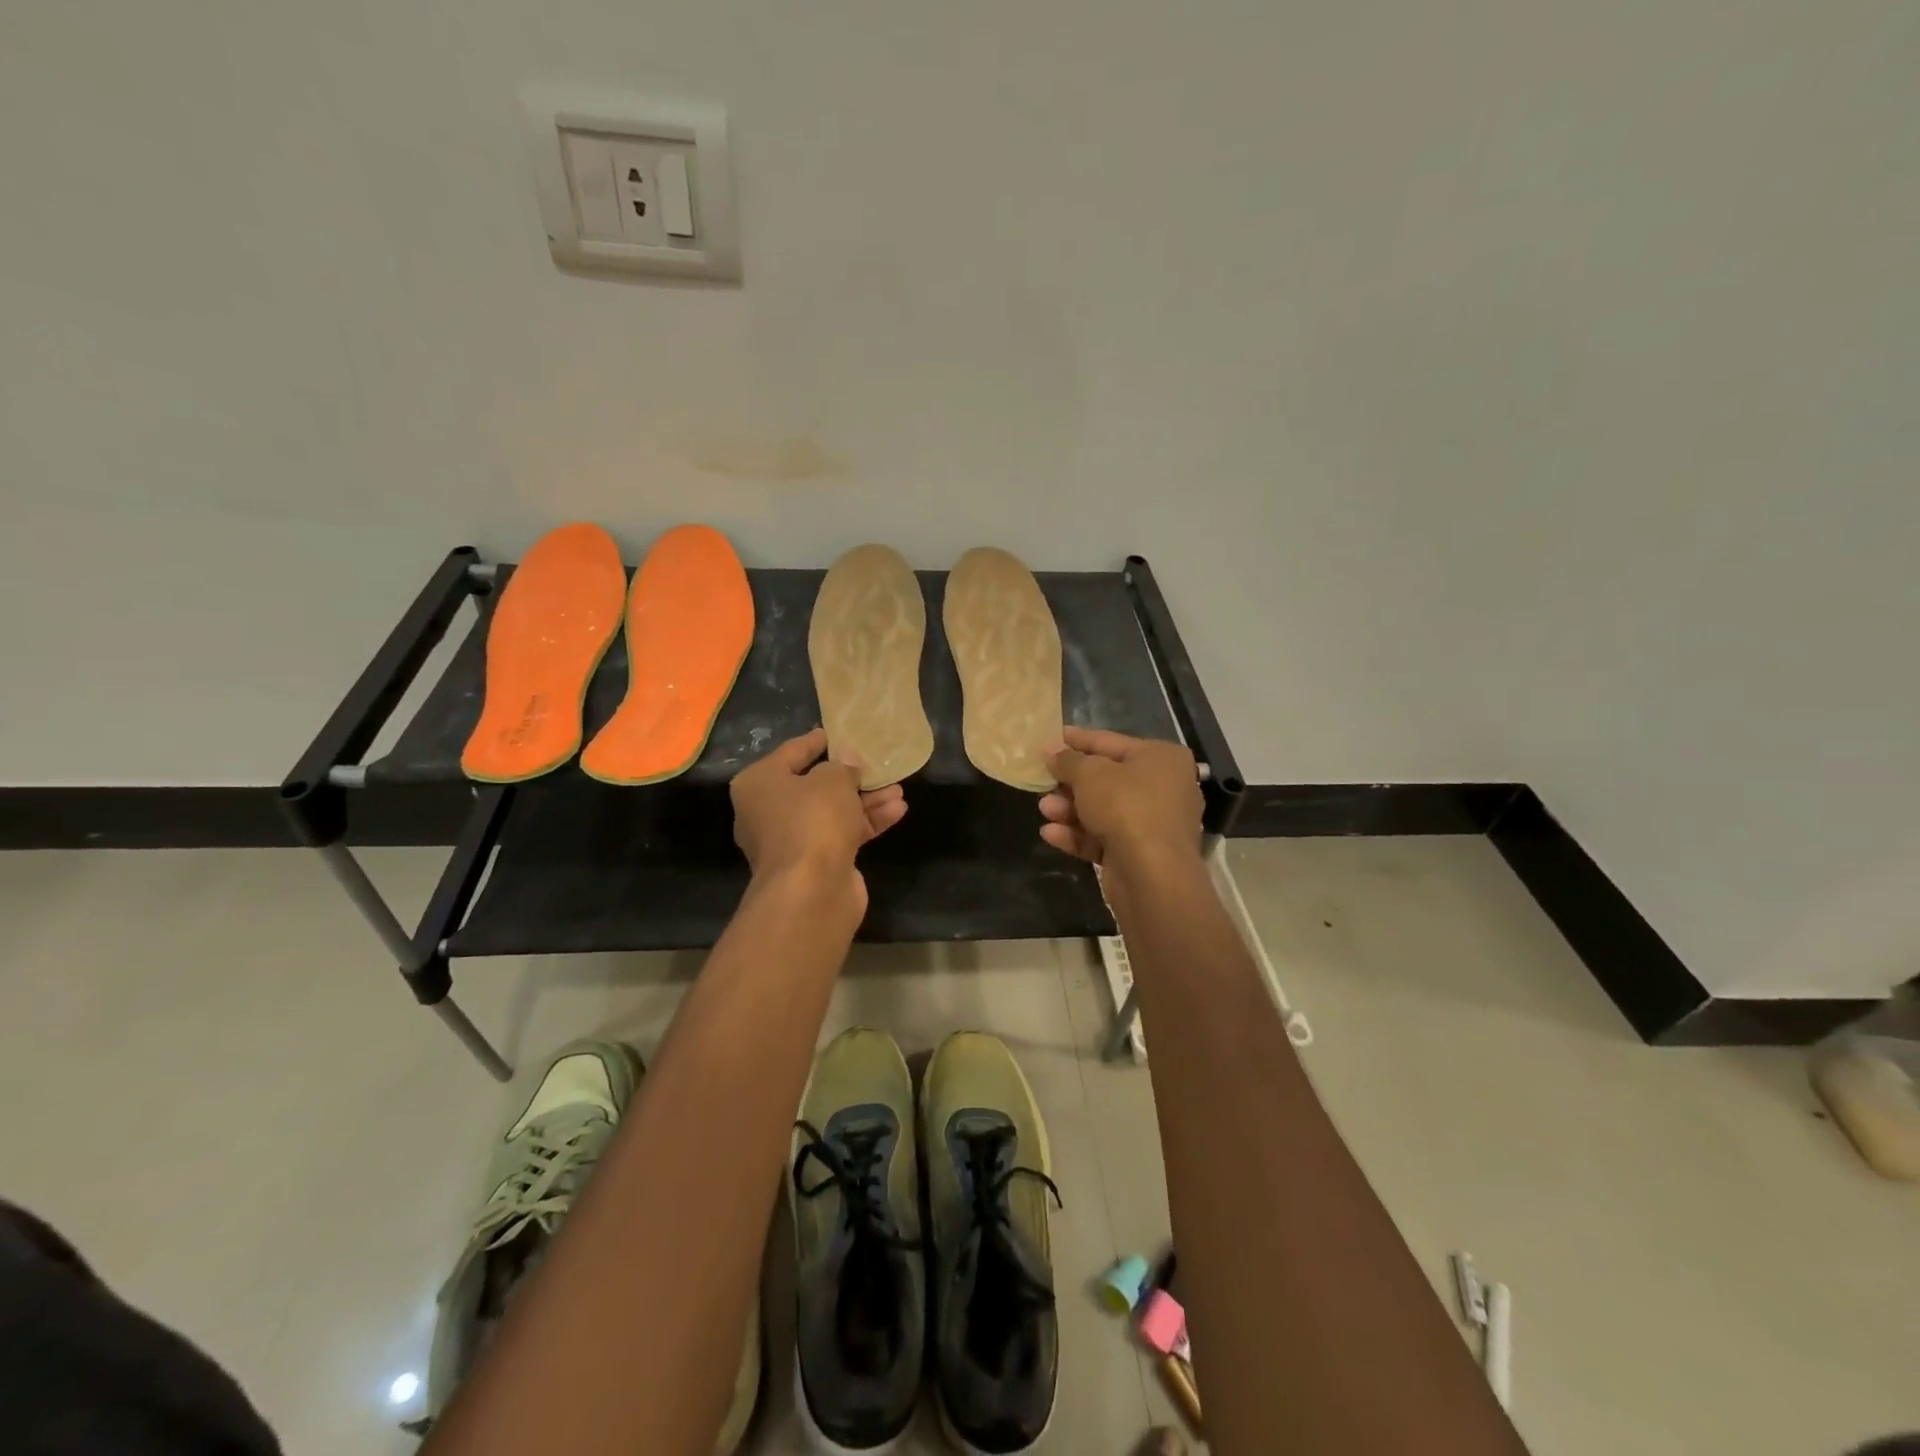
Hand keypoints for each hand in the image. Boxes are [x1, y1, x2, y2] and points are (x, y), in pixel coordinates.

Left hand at [731, 728, 906, 907]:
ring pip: (832, 812)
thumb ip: (843, 766)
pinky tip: (898, 810)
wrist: (811, 891)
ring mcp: (792, 841)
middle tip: (876, 763)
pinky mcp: (815, 863)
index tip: (840, 732)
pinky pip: (843, 834)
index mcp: (759, 784)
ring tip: (898, 787)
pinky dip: (867, 822)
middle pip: (814, 786)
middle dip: (849, 776)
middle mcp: (768, 812)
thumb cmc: (812, 820)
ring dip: (865, 800)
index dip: (818, 741)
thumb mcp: (832, 780)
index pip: (791, 752)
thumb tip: (847, 762)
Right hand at [1039, 727, 1203, 867]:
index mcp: (1162, 758)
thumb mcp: (1090, 774)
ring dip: (1070, 810)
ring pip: (1103, 811)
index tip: (1049, 738)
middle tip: (1041, 780)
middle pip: (1107, 780)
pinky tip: (1050, 834)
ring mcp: (1154, 825)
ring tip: (1044, 809)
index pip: (1111, 742)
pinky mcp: (1140, 856)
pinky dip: (1078, 835)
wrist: (1152, 874)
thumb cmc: (1126, 806)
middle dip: (1070, 783)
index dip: (1077, 740)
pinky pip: (1104, 839)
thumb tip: (1052, 750)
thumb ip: (1068, 760)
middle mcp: (1164, 788)